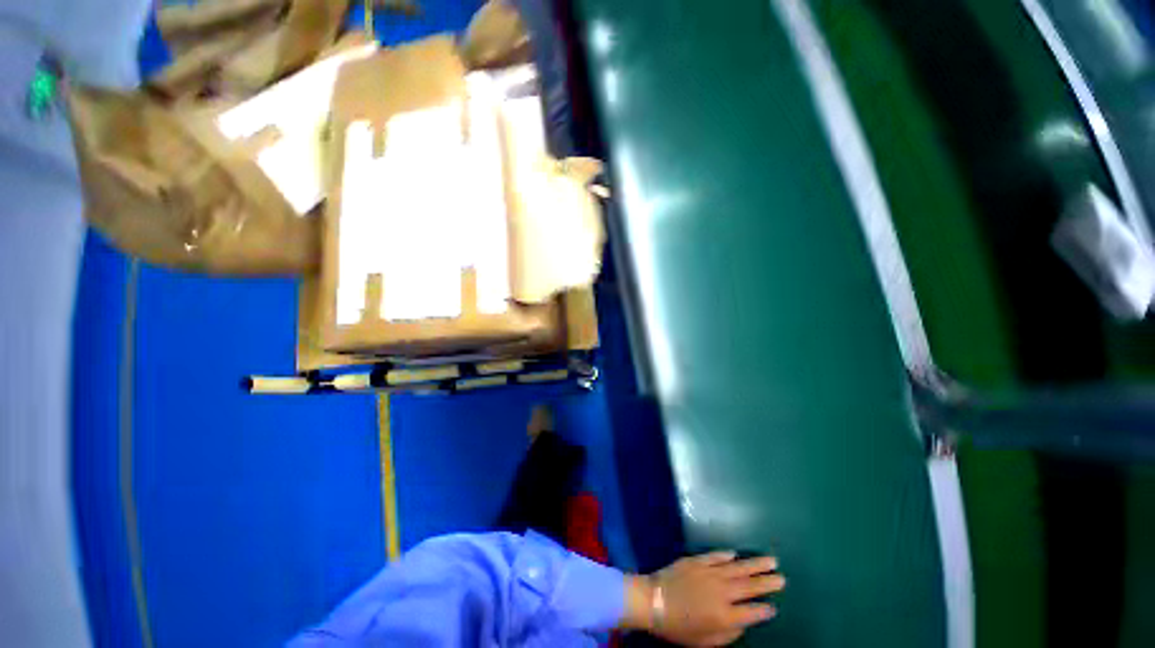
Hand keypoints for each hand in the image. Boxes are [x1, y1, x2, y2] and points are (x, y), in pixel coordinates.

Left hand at [622, 552, 783, 646]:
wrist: (653, 600)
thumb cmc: (679, 627)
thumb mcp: (705, 641)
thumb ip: (728, 634)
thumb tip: (741, 622)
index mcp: (725, 616)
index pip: (752, 612)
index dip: (764, 610)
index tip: (774, 607)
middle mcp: (722, 592)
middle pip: (749, 586)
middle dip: (767, 582)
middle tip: (782, 577)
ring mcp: (710, 573)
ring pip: (737, 567)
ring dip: (754, 564)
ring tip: (770, 560)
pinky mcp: (697, 560)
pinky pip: (716, 556)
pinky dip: (726, 555)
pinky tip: (735, 554)